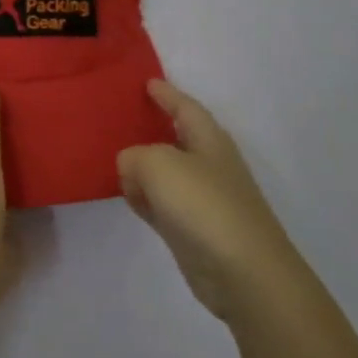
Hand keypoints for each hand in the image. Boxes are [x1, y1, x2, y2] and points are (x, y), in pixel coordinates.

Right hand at [116, 79, 305, 321]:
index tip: (147, 82)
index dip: (167, 94)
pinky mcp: (193, 230)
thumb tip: (131, 167)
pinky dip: (144, 197)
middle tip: (120, 117)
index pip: (186, 107)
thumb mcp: (159, 164)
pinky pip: (160, 203)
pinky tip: (127, 197)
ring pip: (165, 173)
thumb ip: (134, 155)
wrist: (244, 274)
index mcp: (209, 141)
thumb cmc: (205, 206)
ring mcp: (203, 200)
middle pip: (176, 138)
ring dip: (142, 166)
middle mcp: (208, 165)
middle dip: (152, 127)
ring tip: (112, 157)